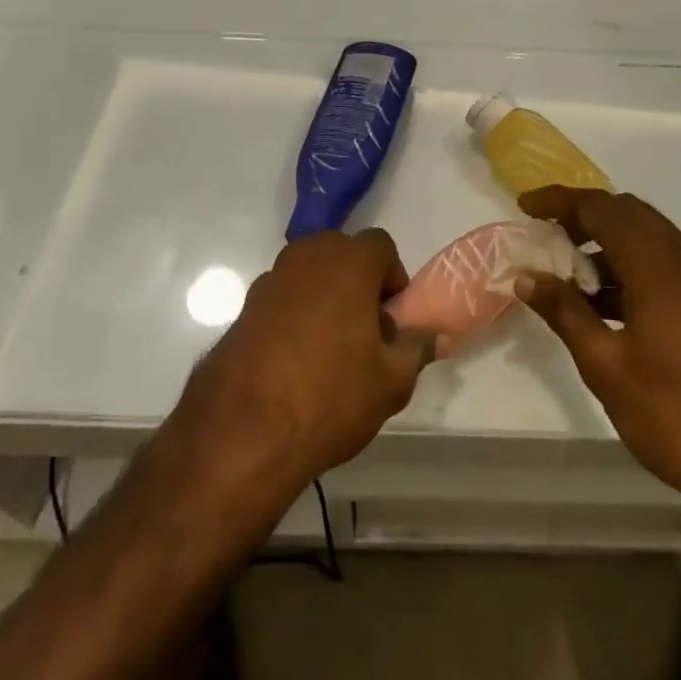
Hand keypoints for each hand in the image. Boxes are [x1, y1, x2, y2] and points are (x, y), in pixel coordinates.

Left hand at [175, 229, 433, 490]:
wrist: (242, 432)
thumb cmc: (330, 396)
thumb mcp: (391, 381)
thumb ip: (418, 349)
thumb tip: (438, 336)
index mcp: (348, 261)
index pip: (381, 246)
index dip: (393, 279)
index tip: (392, 321)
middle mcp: (308, 256)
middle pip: (343, 256)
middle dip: (359, 285)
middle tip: (365, 335)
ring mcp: (270, 279)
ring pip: (310, 277)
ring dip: (324, 299)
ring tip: (328, 353)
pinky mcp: (243, 307)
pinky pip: (282, 300)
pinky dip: (293, 317)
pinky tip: (293, 364)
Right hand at [515, 187, 680, 526]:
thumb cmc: (677, 412)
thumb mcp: (607, 365)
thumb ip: (565, 312)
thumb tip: (526, 278)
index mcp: (656, 260)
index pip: (599, 207)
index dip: (559, 201)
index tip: (524, 206)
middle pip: (625, 213)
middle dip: (582, 217)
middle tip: (544, 237)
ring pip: (645, 237)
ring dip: (605, 245)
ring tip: (566, 275)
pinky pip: (662, 262)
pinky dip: (629, 266)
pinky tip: (604, 305)